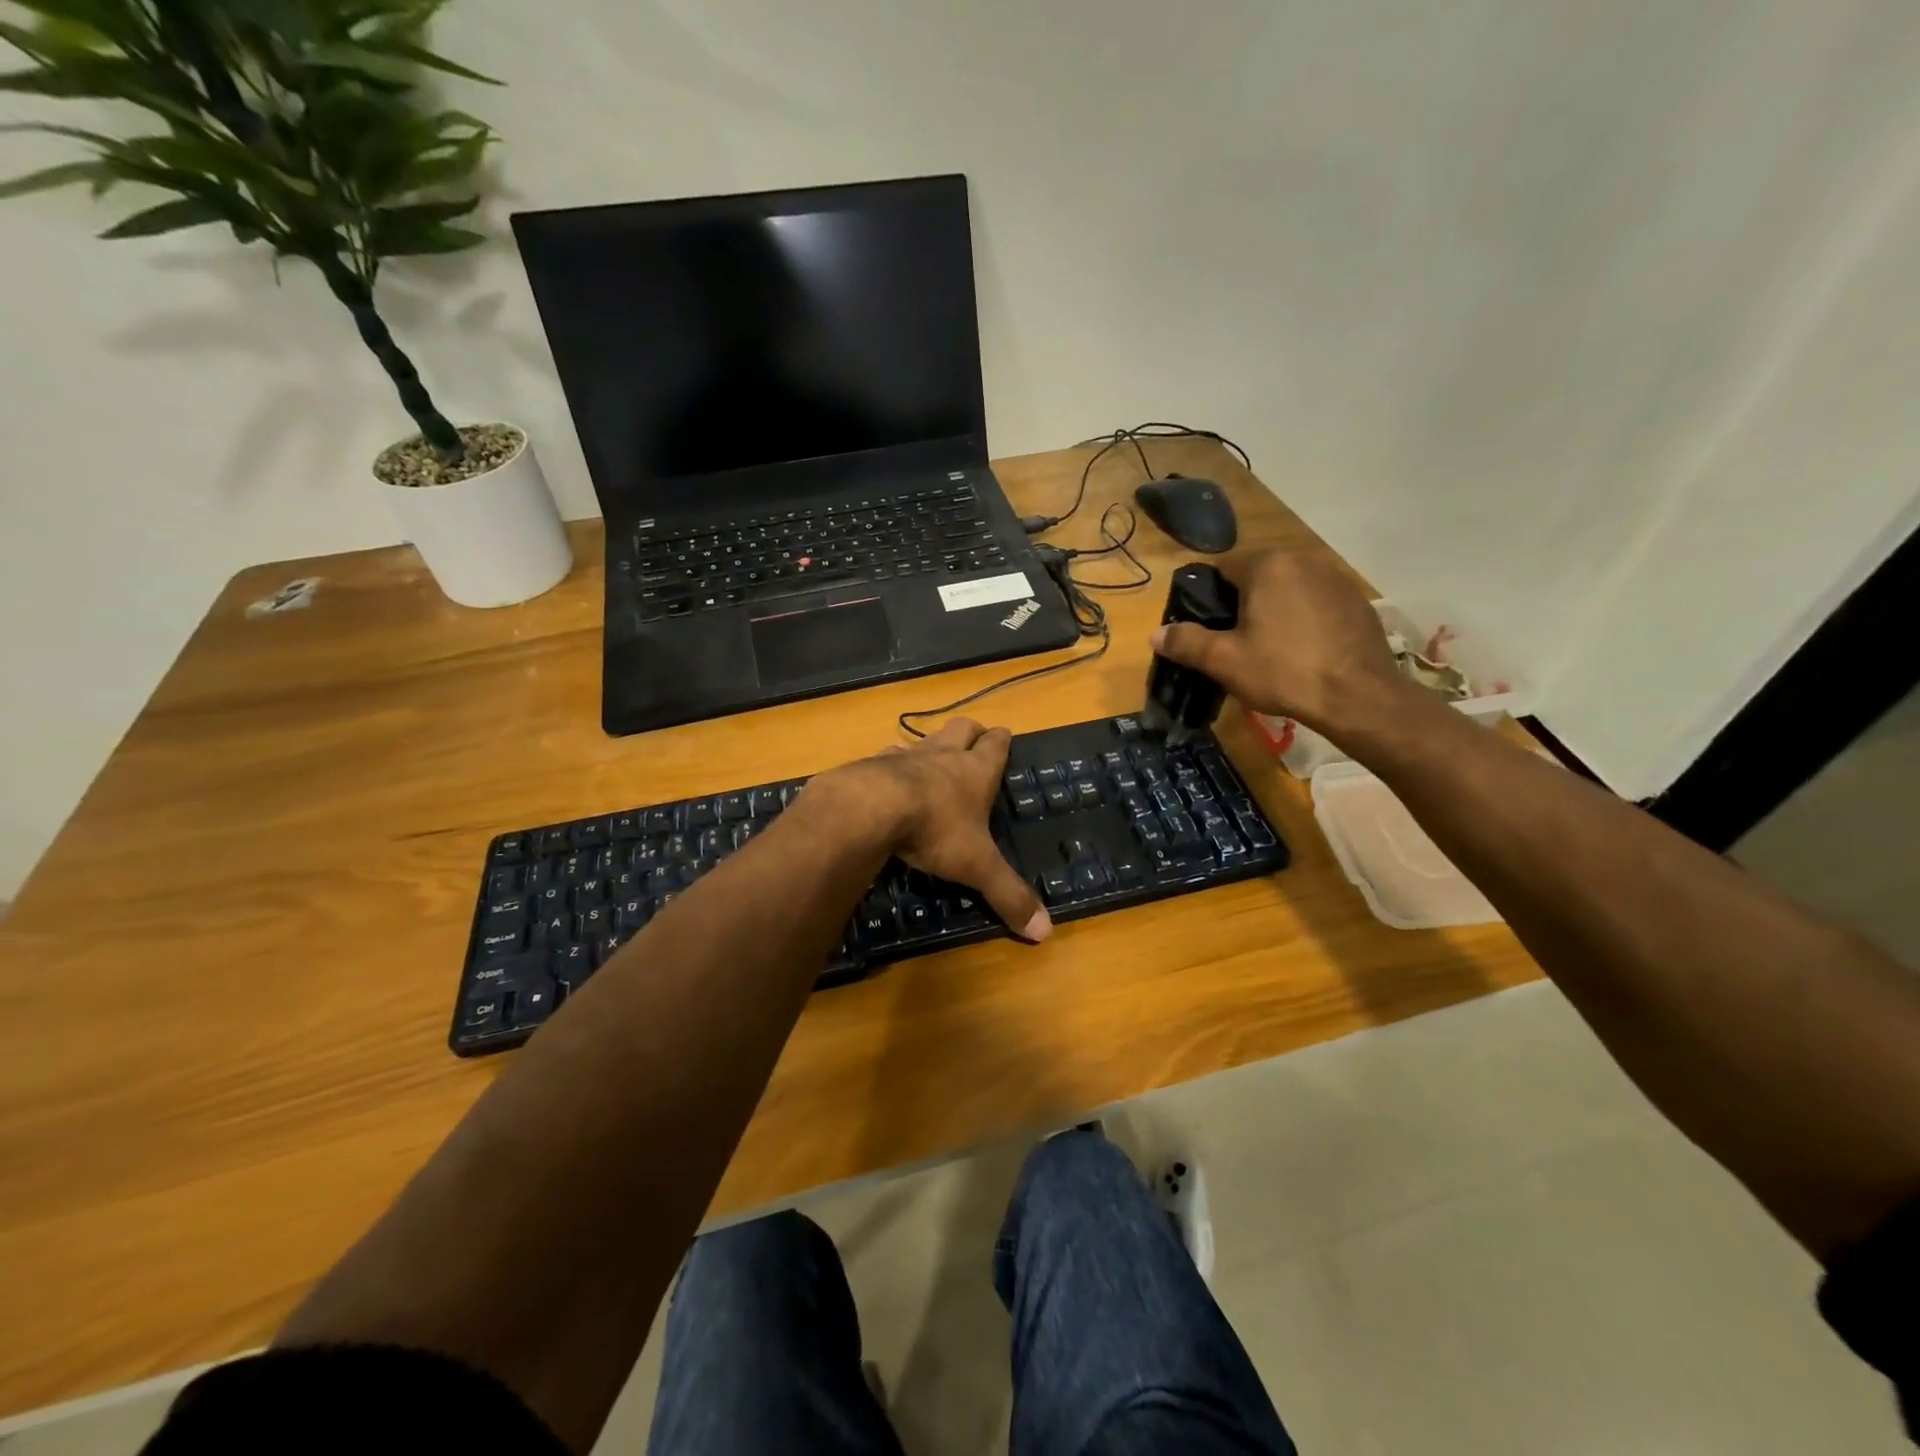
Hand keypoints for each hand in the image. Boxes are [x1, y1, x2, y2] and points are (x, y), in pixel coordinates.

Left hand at [812, 719, 1051, 941]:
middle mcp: (943, 755)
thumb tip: (1045, 932)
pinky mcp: (871, 765)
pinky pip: (885, 758)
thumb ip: (1008, 895)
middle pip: (962, 728)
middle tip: (974, 740)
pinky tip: (886, 782)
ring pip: (923, 740)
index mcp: (975, 771)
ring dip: (930, 747)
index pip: (996, 744)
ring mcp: (905, 756)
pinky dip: (891, 766)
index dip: (1001, 740)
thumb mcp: (977, 866)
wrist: (869, 808)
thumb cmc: (935, 830)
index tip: (1004, 736)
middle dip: (971, 732)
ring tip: (930, 763)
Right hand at [1150, 549, 1413, 741]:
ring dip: (1274, 611)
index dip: (1208, 599)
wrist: (1359, 697)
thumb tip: (1157, 634)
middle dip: (1242, 605)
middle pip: (1257, 577)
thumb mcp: (1224, 661)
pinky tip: (1304, 651)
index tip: (1206, 629)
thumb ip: (1186, 642)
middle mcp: (1303, 559)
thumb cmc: (1284, 672)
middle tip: (1235, 643)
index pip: (1221, 569)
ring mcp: (1335, 579)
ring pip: (1288, 590)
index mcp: (1267, 566)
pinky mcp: (1357, 601)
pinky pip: (1316, 603)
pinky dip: (1304, 620)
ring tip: (1270, 649)